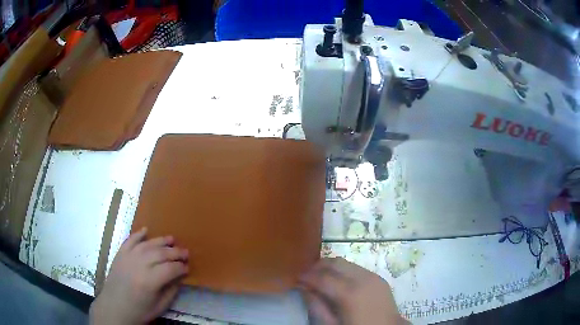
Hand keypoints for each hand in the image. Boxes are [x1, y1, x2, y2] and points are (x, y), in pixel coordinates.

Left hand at [90, 228, 188, 324]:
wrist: (114, 307)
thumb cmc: (139, 310)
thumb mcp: (160, 306)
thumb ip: (171, 290)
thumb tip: (180, 277)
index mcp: (149, 281)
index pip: (170, 269)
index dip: (181, 267)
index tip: (188, 267)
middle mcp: (139, 265)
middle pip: (160, 254)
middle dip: (175, 252)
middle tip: (186, 252)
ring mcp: (127, 257)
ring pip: (147, 245)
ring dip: (161, 241)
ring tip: (172, 239)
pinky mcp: (120, 254)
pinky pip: (130, 240)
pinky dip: (138, 234)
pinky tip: (146, 230)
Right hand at [300, 257, 406, 324]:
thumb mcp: (333, 324)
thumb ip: (317, 306)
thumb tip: (303, 288)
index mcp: (350, 293)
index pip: (322, 277)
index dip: (306, 276)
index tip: (295, 277)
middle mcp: (362, 278)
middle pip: (335, 263)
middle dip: (317, 266)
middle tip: (305, 274)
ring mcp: (372, 276)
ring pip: (345, 262)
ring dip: (330, 266)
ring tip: (319, 276)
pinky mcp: (378, 277)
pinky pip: (356, 267)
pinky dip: (342, 270)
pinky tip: (337, 280)